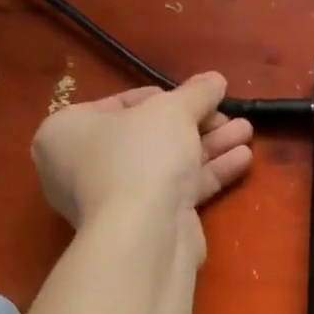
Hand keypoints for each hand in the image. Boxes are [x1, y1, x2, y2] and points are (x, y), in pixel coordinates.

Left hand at [32, 73, 253, 245]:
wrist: (145, 234)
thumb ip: (196, 93)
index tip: (198, 97)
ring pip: (168, 164)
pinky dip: (208, 173)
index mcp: (67, 131)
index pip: (120, 104)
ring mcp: (115, 199)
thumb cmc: (141, 157)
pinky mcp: (146, 223)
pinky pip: (178, 190)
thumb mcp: (172, 111)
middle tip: (229, 115)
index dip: (164, 98)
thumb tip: (215, 79)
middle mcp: (83, 166)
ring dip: (210, 146)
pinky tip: (242, 158)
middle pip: (149, 136)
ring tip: (246, 131)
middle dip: (196, 124)